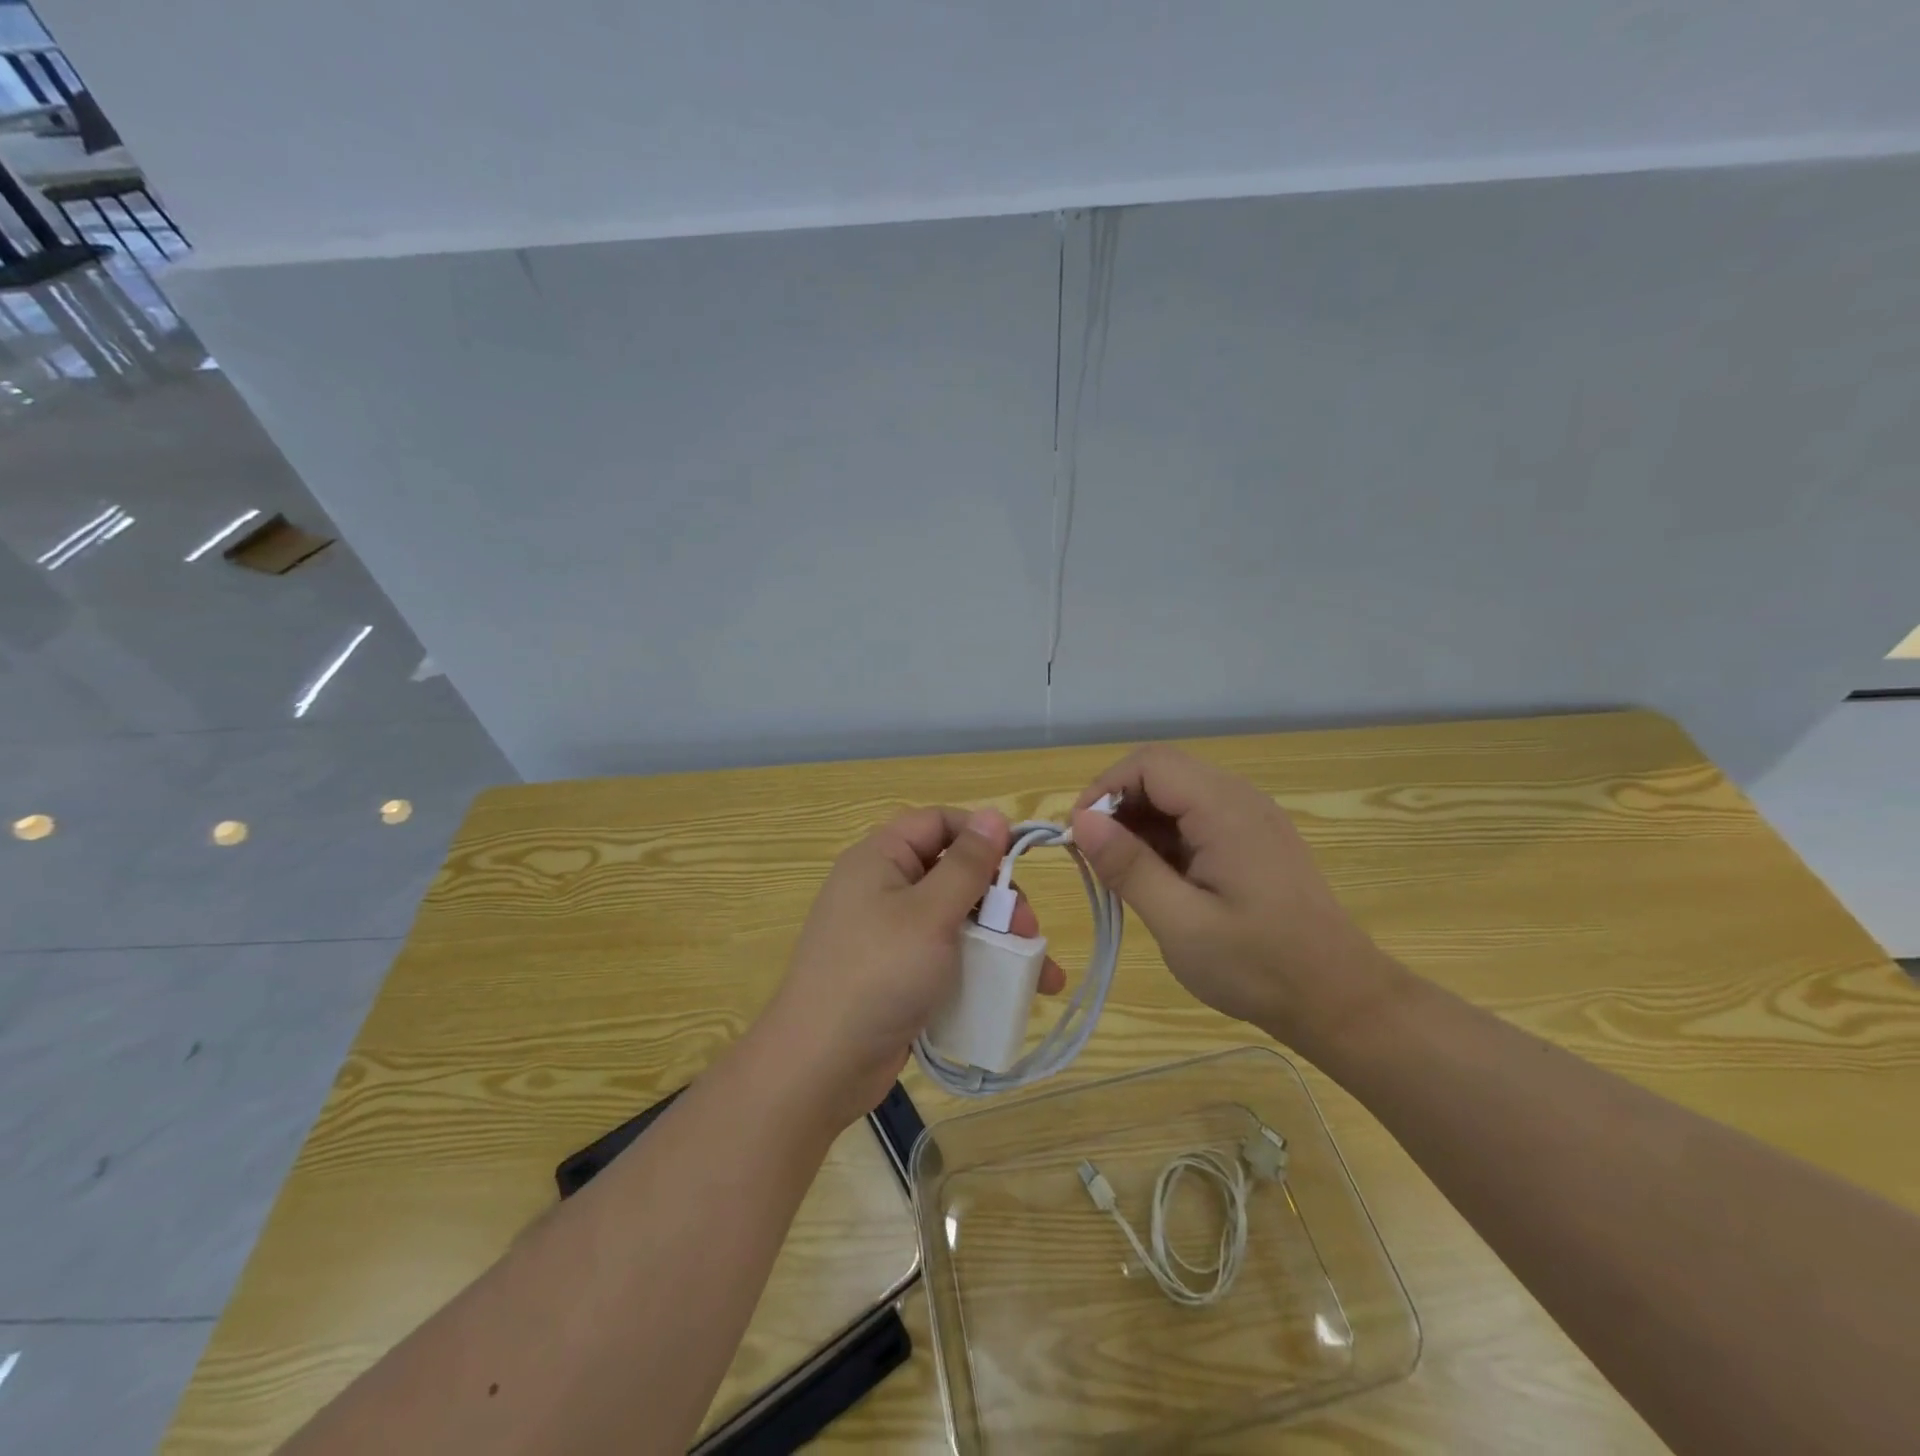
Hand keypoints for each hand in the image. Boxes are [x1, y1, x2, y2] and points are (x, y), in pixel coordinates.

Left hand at [758, 807, 1063, 1125]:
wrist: (820, 1066)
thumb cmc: (879, 974)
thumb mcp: (931, 913)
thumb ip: (967, 864)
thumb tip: (995, 815)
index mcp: (880, 858)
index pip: (937, 822)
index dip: (980, 834)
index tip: (1022, 859)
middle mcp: (882, 888)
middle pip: (952, 872)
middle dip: (997, 897)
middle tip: (1028, 928)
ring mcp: (889, 934)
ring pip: (955, 918)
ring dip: (998, 938)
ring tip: (1038, 971)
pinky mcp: (897, 974)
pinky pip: (945, 956)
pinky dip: (979, 967)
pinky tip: (1015, 992)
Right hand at [1070, 746, 1390, 1044]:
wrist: (1339, 999)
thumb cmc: (1259, 966)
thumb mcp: (1181, 923)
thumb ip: (1129, 867)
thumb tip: (1082, 820)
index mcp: (1224, 809)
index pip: (1149, 764)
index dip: (1104, 789)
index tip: (1079, 836)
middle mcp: (1239, 798)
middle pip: (1162, 772)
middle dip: (1119, 806)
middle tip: (1096, 858)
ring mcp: (1251, 817)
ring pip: (1177, 794)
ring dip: (1140, 823)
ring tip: (1122, 874)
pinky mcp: (1254, 839)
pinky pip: (1197, 817)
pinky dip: (1165, 838)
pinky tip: (1158, 879)